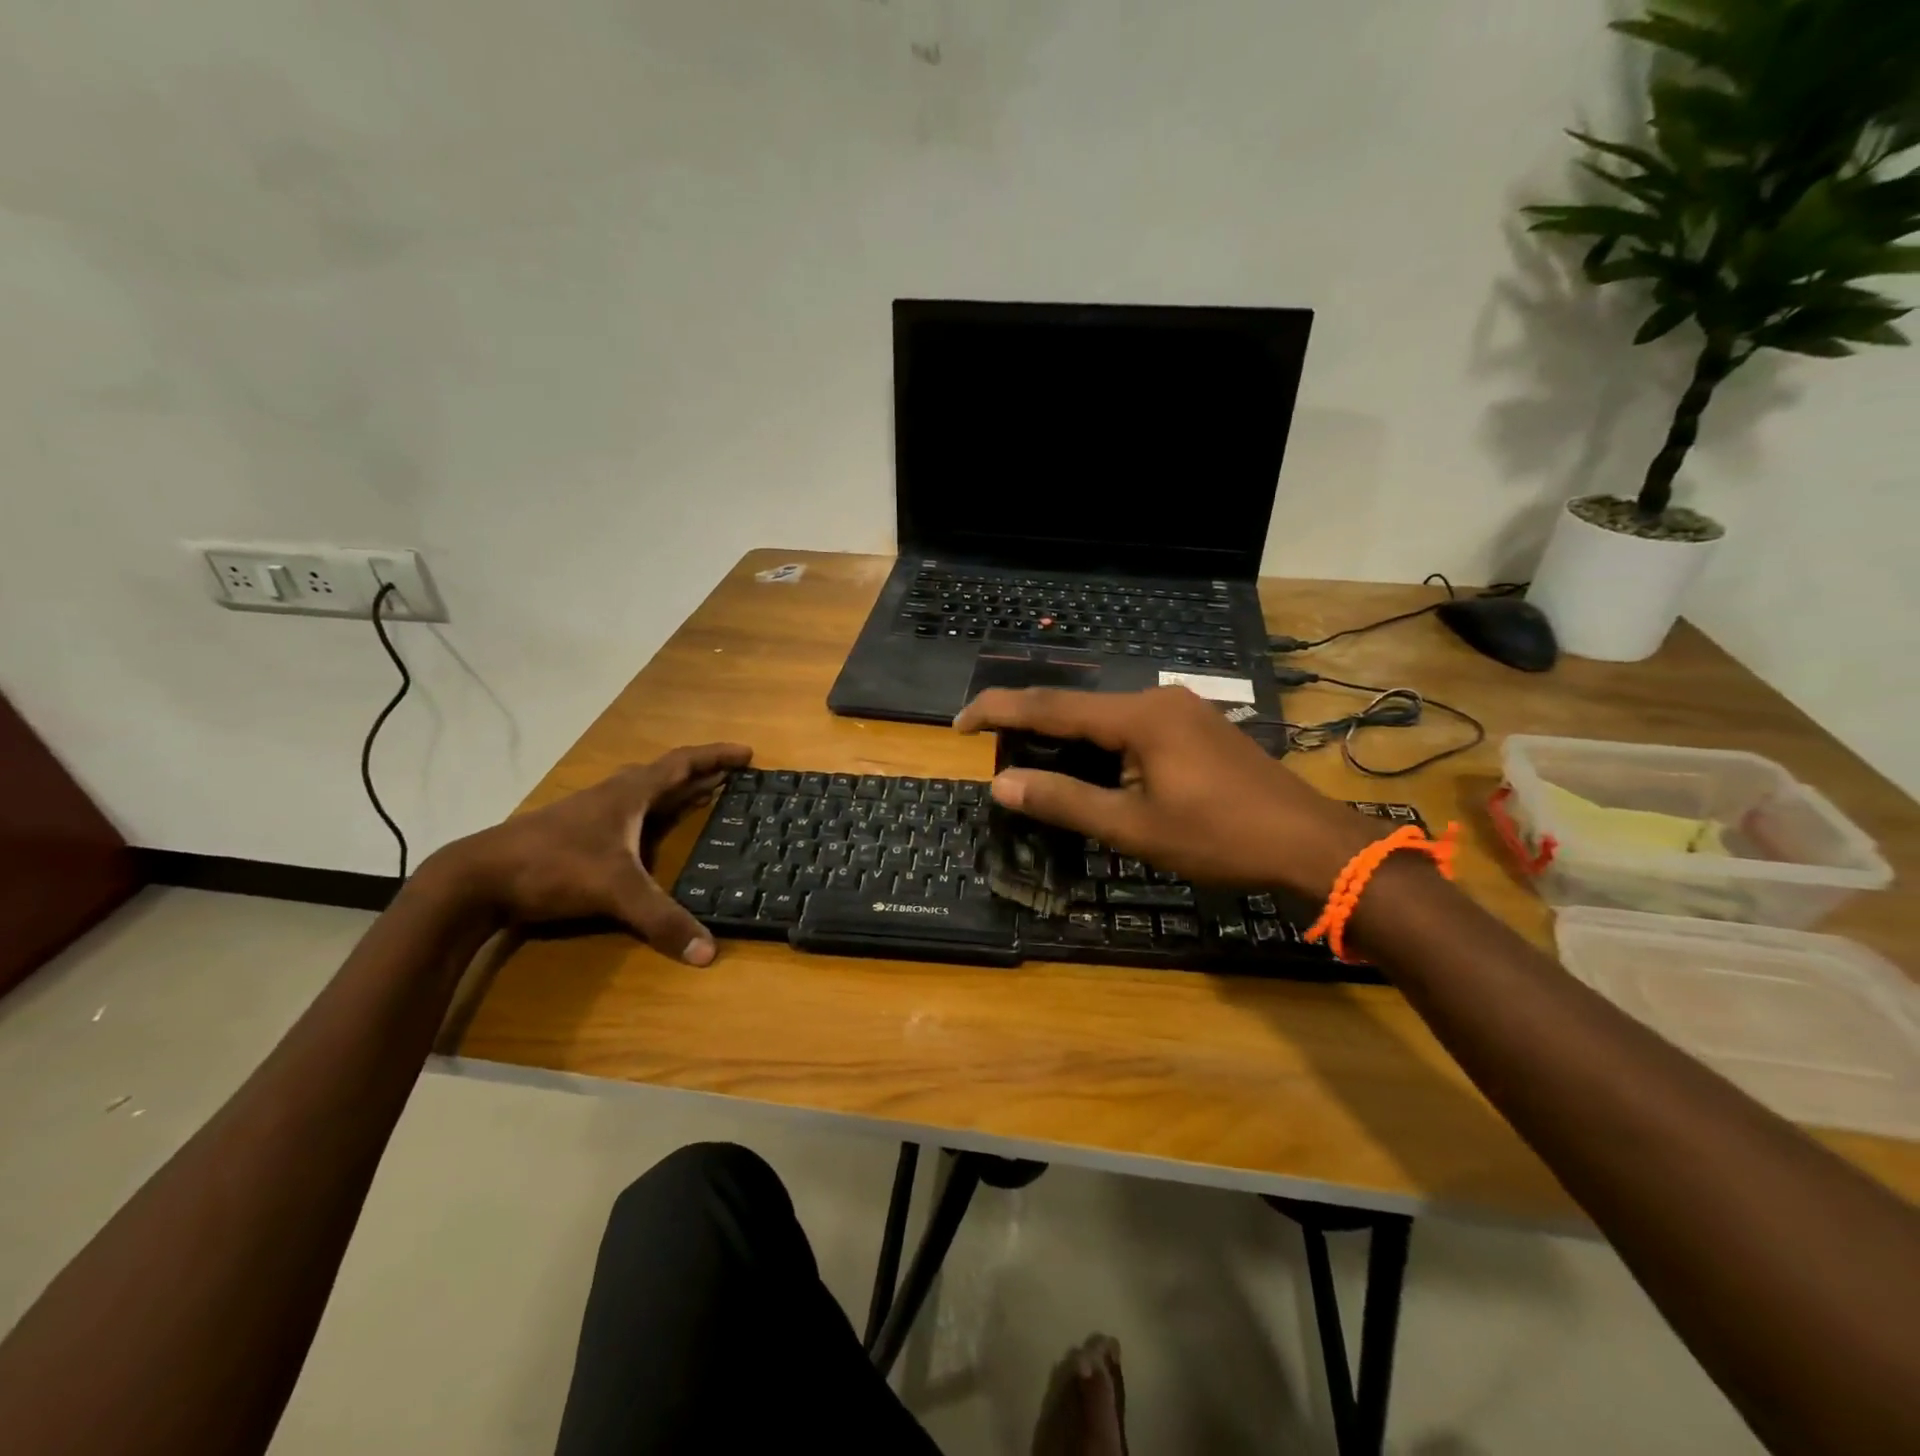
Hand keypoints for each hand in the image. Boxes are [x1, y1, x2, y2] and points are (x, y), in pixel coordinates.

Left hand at [432, 743, 751, 963]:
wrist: (476, 878)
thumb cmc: (553, 866)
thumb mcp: (615, 891)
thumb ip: (661, 919)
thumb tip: (709, 953)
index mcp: (629, 794)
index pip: (682, 764)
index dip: (716, 757)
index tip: (747, 753)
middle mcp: (613, 796)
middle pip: (665, 775)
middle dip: (702, 774)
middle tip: (733, 779)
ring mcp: (591, 814)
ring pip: (643, 793)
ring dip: (675, 792)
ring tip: (700, 799)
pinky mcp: (575, 834)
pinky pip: (627, 813)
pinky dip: (651, 814)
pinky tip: (649, 834)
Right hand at [954, 687, 1378, 896]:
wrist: (1309, 844)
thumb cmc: (1219, 838)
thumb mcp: (1133, 827)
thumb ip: (1064, 801)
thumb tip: (1002, 783)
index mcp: (1138, 716)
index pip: (1050, 706)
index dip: (998, 711)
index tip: (957, 724)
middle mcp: (1157, 699)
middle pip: (1077, 709)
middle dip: (1032, 731)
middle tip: (999, 761)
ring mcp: (1182, 710)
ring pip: (1105, 720)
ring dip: (1069, 743)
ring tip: (1040, 772)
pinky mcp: (1197, 727)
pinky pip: (1133, 729)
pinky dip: (1102, 749)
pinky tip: (1096, 774)